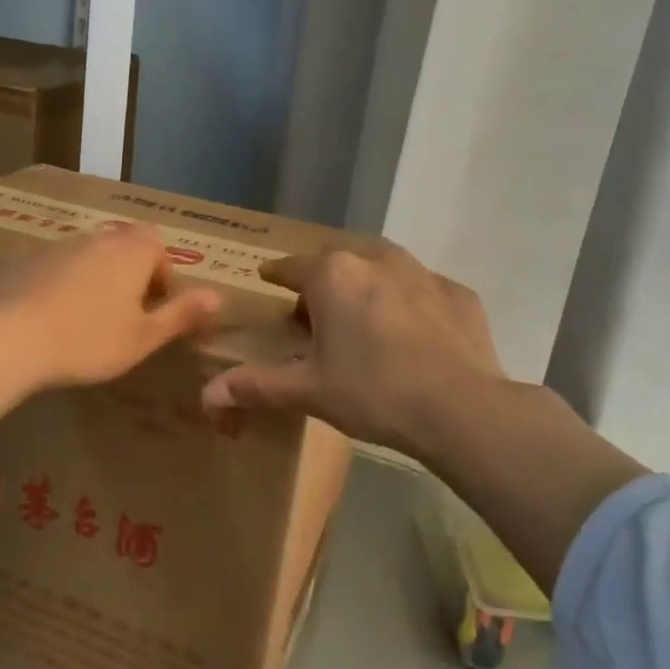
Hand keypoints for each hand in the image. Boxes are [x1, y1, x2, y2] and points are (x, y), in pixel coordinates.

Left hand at [0, 224, 219, 443]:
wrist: (9, 336)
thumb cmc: (89, 340)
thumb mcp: (144, 337)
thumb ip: (182, 314)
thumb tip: (220, 297)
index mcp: (131, 250)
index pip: (158, 246)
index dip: (161, 276)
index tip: (152, 309)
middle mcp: (96, 237)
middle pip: (122, 247)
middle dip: (128, 276)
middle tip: (121, 317)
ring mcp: (55, 245)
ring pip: (86, 256)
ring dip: (92, 280)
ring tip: (83, 321)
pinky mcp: (21, 259)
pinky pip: (51, 268)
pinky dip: (57, 286)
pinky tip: (47, 320)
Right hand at [205, 241, 645, 592]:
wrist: (462, 408)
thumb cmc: (373, 392)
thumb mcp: (308, 391)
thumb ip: (255, 386)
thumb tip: (207, 394)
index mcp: (333, 275)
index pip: (292, 267)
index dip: (276, 275)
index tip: (269, 279)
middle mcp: (376, 260)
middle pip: (337, 265)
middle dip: (322, 285)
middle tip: (315, 318)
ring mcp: (423, 273)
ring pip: (382, 271)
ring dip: (366, 288)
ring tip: (363, 321)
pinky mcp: (459, 293)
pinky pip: (422, 291)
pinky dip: (409, 306)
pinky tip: (412, 336)